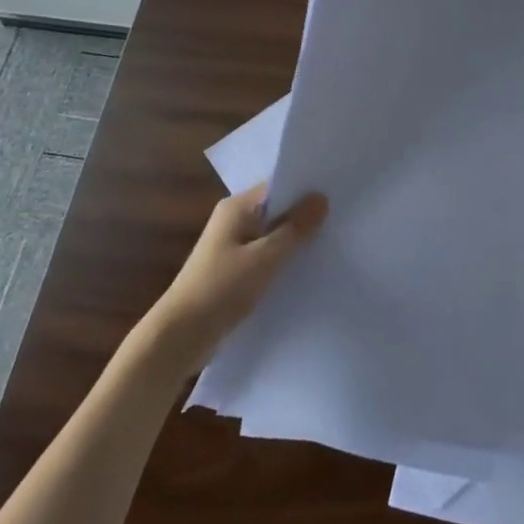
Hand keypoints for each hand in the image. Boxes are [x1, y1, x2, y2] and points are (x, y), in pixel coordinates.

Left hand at [153, 183, 326, 355]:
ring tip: (334, 241)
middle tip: (343, 217)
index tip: (340, 194)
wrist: (180, 336)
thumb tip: (321, 198)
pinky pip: (267, 255)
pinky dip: (285, 259)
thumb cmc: (221, 288)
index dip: (306, 189)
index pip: (277, 186)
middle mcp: (233, 221)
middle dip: (305, 215)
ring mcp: (233, 246)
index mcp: (236, 208)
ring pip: (273, 235)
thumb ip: (295, 228)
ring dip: (296, 239)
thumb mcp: (265, 257)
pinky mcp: (235, 270)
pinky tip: (308, 267)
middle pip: (276, 210)